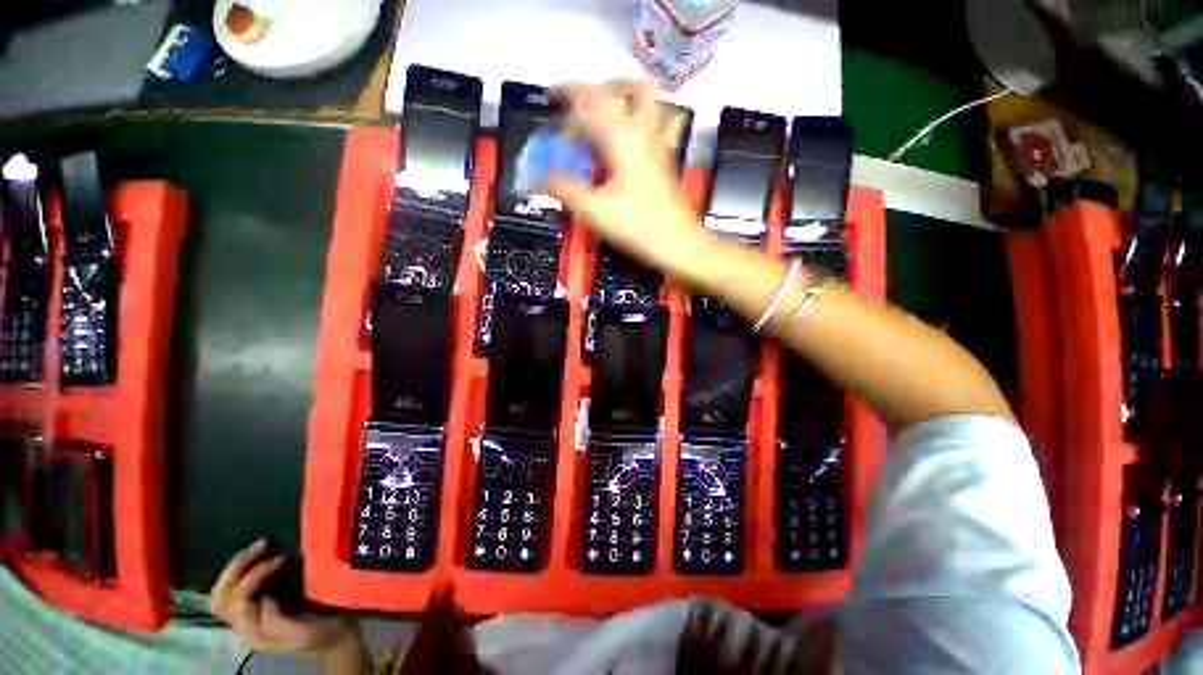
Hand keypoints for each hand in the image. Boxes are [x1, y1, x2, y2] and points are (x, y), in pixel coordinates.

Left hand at [209, 539, 355, 653]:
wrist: (338, 639)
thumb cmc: (324, 634)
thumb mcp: (302, 632)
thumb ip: (277, 620)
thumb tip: (263, 597)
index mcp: (255, 632)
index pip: (238, 601)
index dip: (255, 576)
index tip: (283, 558)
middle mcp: (245, 625)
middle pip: (221, 597)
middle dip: (237, 568)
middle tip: (264, 544)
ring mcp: (250, 616)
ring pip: (224, 592)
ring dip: (238, 566)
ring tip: (263, 546)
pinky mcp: (260, 607)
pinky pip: (237, 589)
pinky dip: (245, 570)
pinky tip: (264, 557)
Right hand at [547, 80, 717, 286]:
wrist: (677, 245)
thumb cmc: (637, 227)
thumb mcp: (594, 210)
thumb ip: (564, 188)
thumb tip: (538, 176)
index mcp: (623, 139)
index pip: (593, 100)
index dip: (569, 92)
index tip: (552, 94)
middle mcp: (644, 133)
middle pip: (631, 87)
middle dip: (603, 89)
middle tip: (585, 107)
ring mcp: (660, 145)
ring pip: (652, 101)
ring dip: (628, 98)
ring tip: (609, 114)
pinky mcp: (666, 161)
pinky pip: (661, 125)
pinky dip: (646, 120)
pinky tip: (633, 137)